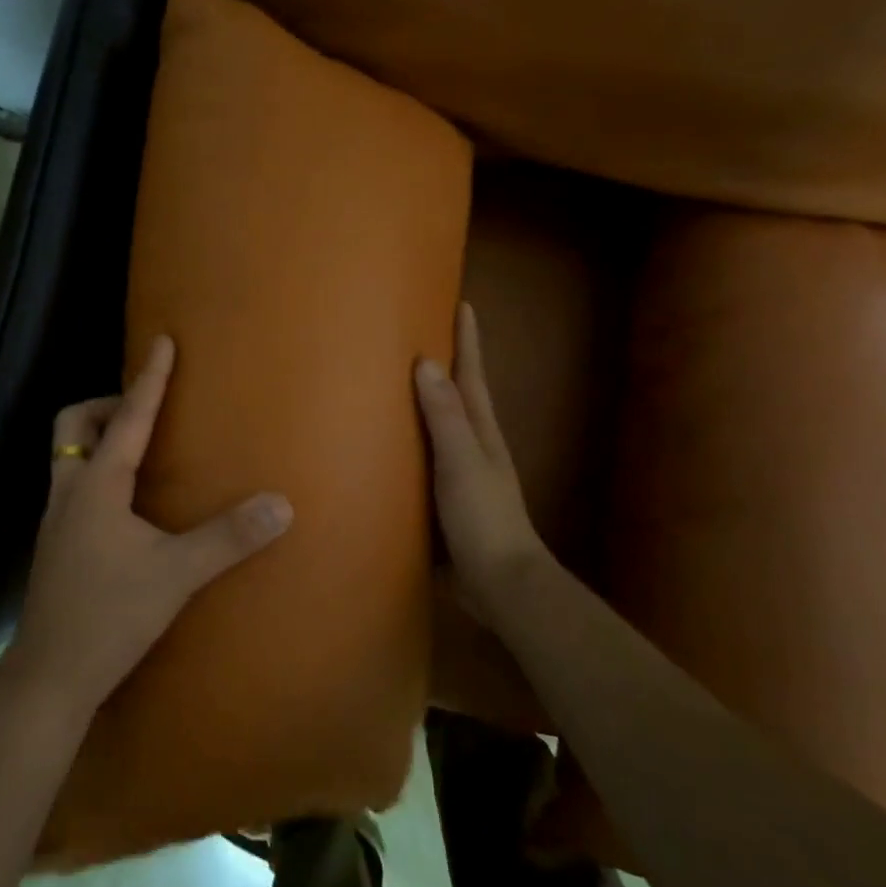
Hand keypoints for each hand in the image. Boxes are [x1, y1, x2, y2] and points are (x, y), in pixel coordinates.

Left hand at [2, 335, 293, 720]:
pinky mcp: (57, 545)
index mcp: (96, 486)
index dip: (149, 379)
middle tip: (147, 412)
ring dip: (100, 438)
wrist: (50, 677)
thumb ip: (228, 538)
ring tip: (142, 450)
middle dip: (107, 405)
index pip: (129, 418)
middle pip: (73, 425)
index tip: (162, 342)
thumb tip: (281, 504)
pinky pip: (73, 485)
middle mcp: (69, 492)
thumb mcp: (176, 575)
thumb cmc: (109, 616)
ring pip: (68, 456)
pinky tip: (128, 503)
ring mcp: (57, 520)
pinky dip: (98, 473)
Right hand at [415, 302, 554, 627]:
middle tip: (419, 333)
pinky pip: (424, 457)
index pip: (472, 375)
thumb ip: (445, 416)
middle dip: (446, 363)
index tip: (462, 304)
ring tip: (394, 380)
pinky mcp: (444, 499)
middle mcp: (474, 445)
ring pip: (440, 426)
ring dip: (424, 401)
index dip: (468, 341)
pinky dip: (410, 441)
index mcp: (481, 431)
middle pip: (459, 394)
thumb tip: (427, 362)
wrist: (500, 582)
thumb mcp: (463, 462)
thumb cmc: (484, 517)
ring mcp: (461, 473)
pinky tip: (385, 445)